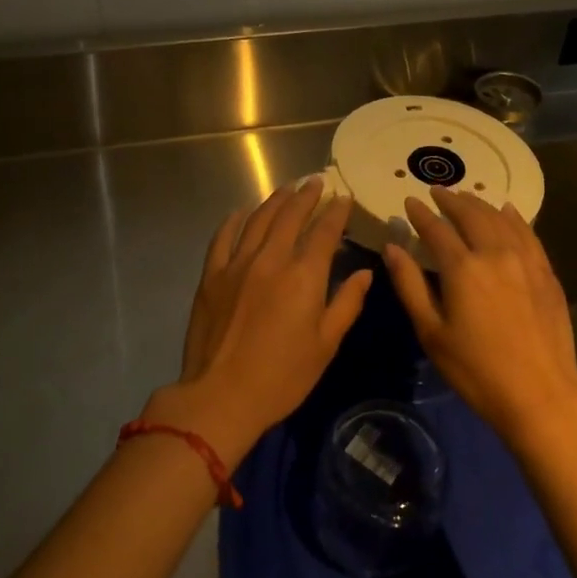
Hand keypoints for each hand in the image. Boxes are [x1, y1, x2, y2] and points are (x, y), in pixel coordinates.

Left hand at [148, 178, 372, 466]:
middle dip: (307, 195)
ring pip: (259, 219)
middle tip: (316, 181)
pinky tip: (242, 211)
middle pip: (291, 216)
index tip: (345, 197)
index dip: (337, 212)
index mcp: (303, 276)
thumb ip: (347, 303)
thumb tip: (365, 273)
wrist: (221, 396)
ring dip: (276, 200)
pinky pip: (223, 236)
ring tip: (288, 187)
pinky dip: (235, 219)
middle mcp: (271, 259)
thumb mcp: (326, 345)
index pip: (324, 232)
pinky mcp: (212, 275)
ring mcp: (237, 264)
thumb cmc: (282, 377)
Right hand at [382, 187, 576, 456]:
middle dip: (451, 201)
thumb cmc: (476, 370)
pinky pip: (528, 234)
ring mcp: (526, 261)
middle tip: (437, 191)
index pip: (436, 229)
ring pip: (500, 220)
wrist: (540, 396)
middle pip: (471, 216)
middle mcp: (495, 254)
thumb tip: (392, 248)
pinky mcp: (546, 274)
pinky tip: (508, 211)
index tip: (409, 201)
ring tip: (466, 197)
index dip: (420, 214)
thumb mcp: (432, 332)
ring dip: (480, 204)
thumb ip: (410, 285)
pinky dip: (514, 218)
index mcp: (462, 268)